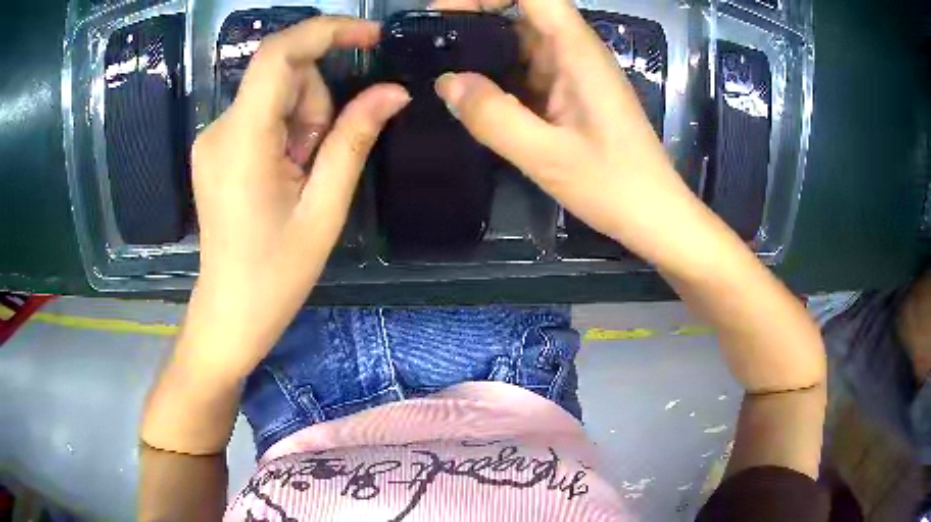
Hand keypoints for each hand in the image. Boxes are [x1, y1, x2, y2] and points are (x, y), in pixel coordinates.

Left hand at [183, 17, 408, 377]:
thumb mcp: (324, 209)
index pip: (278, 55)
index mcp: (242, 142)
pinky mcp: (215, 148)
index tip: (371, 36)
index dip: (326, 31)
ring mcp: (212, 138)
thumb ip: (354, 140)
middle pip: (283, 77)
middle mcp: (218, 128)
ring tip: (300, 176)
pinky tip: (283, 173)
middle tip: (319, 161)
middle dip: (317, 103)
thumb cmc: (276, 273)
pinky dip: (285, 131)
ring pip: (274, 95)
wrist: (230, 311)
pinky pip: (261, 114)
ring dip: (302, 122)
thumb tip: (394, 91)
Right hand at [432, 0, 711, 264]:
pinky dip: (497, 76)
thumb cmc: (613, 185)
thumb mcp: (546, 156)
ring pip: (520, 42)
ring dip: (482, 50)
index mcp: (576, 51)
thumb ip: (493, 117)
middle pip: (521, 12)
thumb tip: (446, 81)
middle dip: (474, 19)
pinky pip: (526, 71)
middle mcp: (574, 51)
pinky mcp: (570, 94)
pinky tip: (472, 96)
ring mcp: (573, 72)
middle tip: (431, 46)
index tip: (447, 12)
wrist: (653, 214)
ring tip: (441, 70)